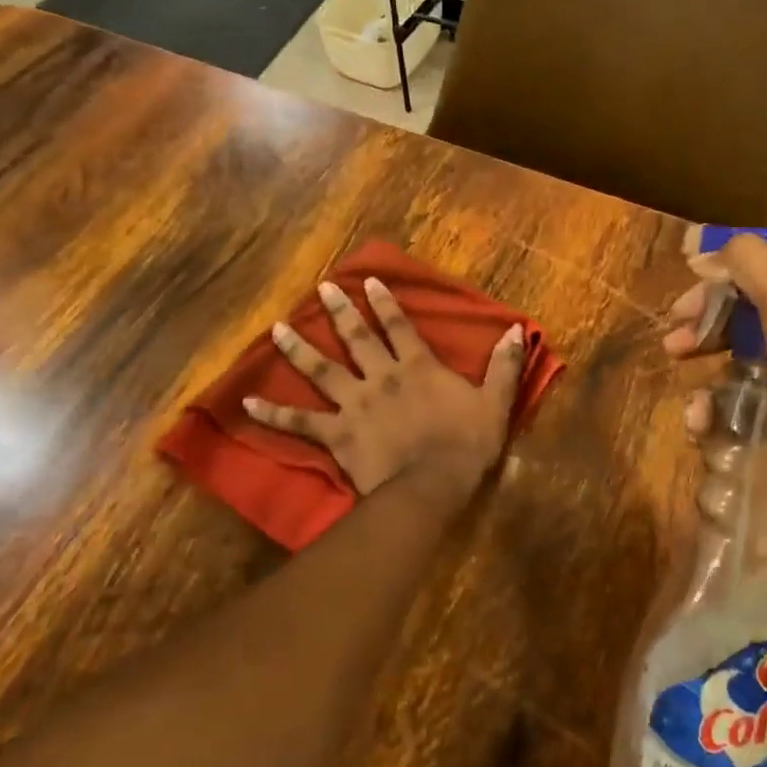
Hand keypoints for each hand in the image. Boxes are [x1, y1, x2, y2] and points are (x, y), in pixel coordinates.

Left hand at [246, 277, 525, 494]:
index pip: (399, 326)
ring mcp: (354, 404)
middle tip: (319, 288)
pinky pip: (299, 423)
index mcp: (417, 367)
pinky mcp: (336, 434)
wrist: (431, 486)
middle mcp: (381, 377)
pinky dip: (273, 414)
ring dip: (298, 349)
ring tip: (275, 329)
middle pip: (356, 338)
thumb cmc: (465, 445)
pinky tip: (247, 402)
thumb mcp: (495, 403)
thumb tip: (518, 330)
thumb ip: (505, 365)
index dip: (384, 302)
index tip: (366, 280)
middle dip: (339, 311)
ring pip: (321, 371)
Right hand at [662, 230, 766, 472]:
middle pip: (744, 308)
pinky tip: (700, 417)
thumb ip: (747, 260)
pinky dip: (716, 408)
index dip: (722, 266)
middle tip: (675, 335)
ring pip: (738, 354)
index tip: (689, 277)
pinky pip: (742, 401)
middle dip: (705, 317)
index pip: (762, 263)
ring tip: (679, 372)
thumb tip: (704, 250)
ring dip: (703, 361)